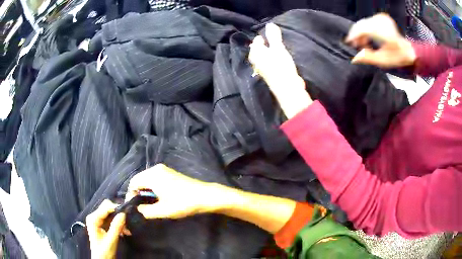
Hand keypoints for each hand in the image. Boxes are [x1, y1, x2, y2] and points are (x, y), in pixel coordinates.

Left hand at [86, 200, 125, 258]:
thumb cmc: (104, 251)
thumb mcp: (111, 240)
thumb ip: (116, 227)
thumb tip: (123, 214)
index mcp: (93, 219)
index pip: (105, 207)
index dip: (116, 208)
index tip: (127, 213)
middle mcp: (94, 216)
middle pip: (107, 208)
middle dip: (118, 214)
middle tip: (127, 223)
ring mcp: (98, 220)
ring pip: (110, 213)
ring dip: (119, 220)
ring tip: (127, 230)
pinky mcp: (102, 224)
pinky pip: (111, 219)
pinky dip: (118, 224)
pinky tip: (125, 231)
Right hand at [126, 164, 222, 218]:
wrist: (204, 195)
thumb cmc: (183, 203)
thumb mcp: (163, 211)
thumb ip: (146, 211)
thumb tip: (138, 208)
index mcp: (152, 176)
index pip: (133, 182)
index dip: (131, 194)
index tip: (133, 206)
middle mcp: (156, 169)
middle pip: (139, 179)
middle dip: (137, 192)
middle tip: (141, 205)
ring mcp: (164, 169)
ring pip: (147, 178)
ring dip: (145, 189)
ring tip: (149, 202)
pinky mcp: (170, 172)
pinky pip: (154, 177)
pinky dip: (152, 186)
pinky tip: (157, 196)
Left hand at [249, 23, 311, 117]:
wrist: (287, 88)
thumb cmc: (280, 66)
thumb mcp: (277, 48)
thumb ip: (273, 36)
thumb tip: (269, 24)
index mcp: (255, 54)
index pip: (256, 42)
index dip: (262, 37)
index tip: (270, 33)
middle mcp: (256, 62)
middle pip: (260, 50)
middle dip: (266, 44)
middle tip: (274, 39)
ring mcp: (263, 69)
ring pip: (265, 57)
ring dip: (270, 51)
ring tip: (278, 47)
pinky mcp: (271, 75)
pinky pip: (271, 63)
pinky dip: (274, 58)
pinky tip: (280, 57)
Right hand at [345, 13, 415, 67]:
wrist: (407, 50)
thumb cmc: (397, 57)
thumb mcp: (383, 61)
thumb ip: (368, 58)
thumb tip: (354, 58)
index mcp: (384, 32)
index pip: (363, 28)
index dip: (354, 35)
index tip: (348, 42)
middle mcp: (381, 21)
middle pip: (362, 24)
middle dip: (357, 35)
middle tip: (357, 46)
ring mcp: (381, 18)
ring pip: (364, 23)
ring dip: (361, 33)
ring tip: (364, 44)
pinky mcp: (381, 17)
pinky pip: (368, 21)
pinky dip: (366, 29)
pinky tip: (368, 38)